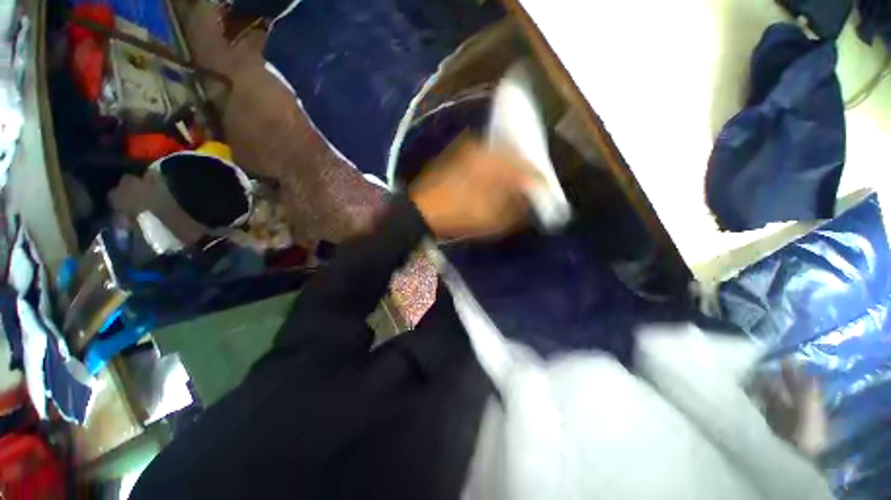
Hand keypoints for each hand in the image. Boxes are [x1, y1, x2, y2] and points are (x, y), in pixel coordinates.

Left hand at [409, 136, 540, 238]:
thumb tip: (529, 200)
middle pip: (516, 158)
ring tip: (514, 184)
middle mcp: (486, 149)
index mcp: (497, 165)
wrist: (422, 209)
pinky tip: (494, 178)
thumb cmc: (460, 216)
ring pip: (500, 155)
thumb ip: (516, 209)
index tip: (547, 192)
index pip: (528, 171)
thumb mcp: (493, 220)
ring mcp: (471, 148)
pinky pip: (487, 156)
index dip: (540, 182)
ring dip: (510, 168)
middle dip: (526, 172)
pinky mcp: (461, 153)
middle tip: (531, 187)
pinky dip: (495, 166)